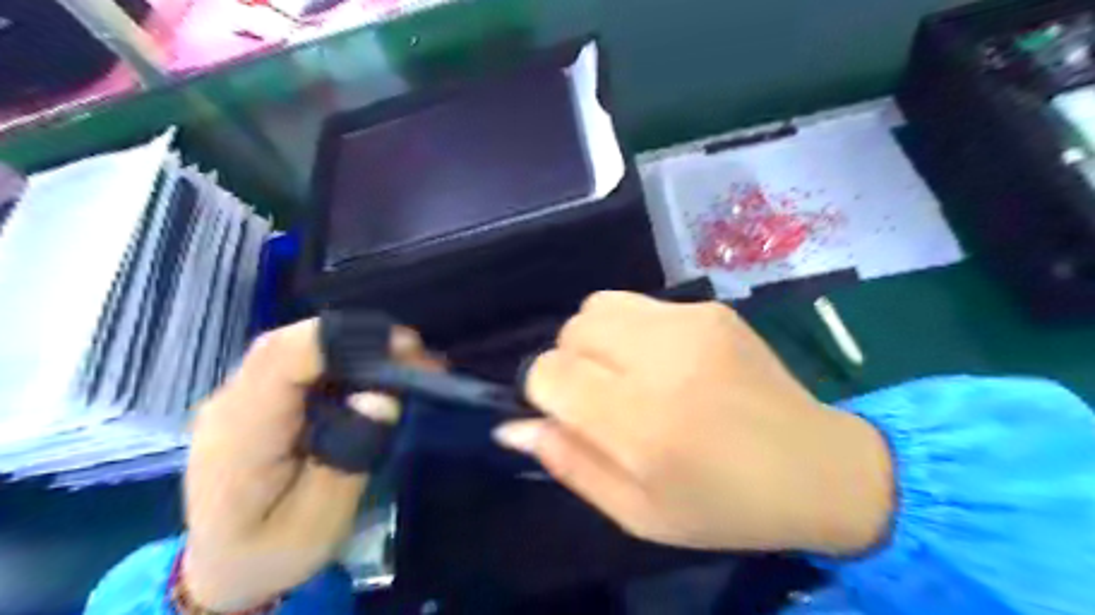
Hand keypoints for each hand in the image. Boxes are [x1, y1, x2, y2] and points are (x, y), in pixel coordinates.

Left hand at [181, 318, 438, 609]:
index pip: (281, 360)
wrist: (223, 569)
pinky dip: (338, 360)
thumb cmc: (273, 552)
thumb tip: (382, 397)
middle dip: (356, 339)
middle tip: (413, 353)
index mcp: (241, 436)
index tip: (401, 347)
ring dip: (351, 347)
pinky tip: (368, 375)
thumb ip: (349, 457)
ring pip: (293, 347)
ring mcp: (236, 398)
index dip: (341, 341)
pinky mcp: (252, 399)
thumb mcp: (320, 522)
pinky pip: (294, 363)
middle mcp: (229, 404)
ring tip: (400, 363)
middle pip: (288, 343)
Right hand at [496, 292, 887, 557]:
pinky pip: (640, 305)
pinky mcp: (710, 310)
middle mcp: (660, 360)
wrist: (816, 467)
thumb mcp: (637, 512)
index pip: (549, 372)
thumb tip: (513, 424)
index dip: (544, 392)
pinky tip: (667, 362)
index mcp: (640, 422)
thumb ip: (568, 462)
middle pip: (570, 331)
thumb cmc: (722, 505)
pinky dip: (632, 330)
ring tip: (627, 373)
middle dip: (569, 363)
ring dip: (595, 339)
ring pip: (597, 306)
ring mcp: (689, 324)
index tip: (569, 413)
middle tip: (603, 397)